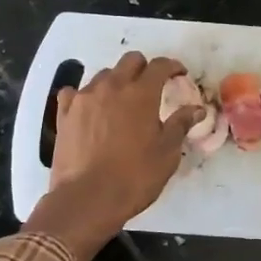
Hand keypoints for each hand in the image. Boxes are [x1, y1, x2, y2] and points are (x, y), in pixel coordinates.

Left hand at [26, 52, 201, 260]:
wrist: (87, 199)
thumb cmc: (134, 177)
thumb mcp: (167, 153)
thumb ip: (181, 125)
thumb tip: (196, 109)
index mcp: (141, 94)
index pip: (160, 65)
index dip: (173, 66)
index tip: (180, 74)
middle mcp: (111, 87)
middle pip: (130, 61)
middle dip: (145, 68)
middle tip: (152, 86)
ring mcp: (84, 98)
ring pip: (103, 75)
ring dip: (117, 81)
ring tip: (122, 102)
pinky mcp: (64, 114)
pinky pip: (75, 92)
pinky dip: (86, 95)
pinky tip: (91, 110)